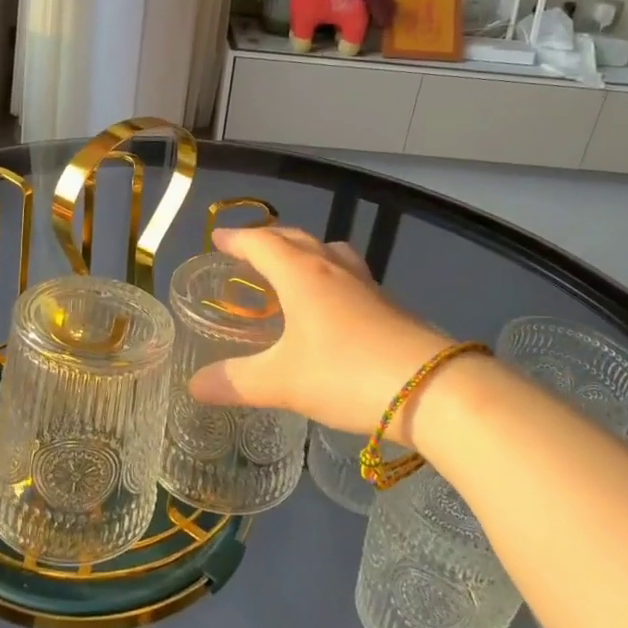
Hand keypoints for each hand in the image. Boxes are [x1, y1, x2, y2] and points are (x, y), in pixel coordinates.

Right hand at [187, 227, 459, 447]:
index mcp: (302, 274)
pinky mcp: (391, 307)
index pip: (262, 243)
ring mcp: (368, 286)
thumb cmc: (346, 373)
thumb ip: (236, 382)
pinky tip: (332, 309)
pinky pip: (351, 277)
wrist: (433, 388)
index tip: (218, 240)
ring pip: (331, 253)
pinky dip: (331, 278)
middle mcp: (334, 269)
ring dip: (306, 253)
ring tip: (293, 271)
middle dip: (269, 240)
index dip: (237, 239)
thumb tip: (194, 386)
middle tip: (249, 251)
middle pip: (297, 239)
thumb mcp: (282, 382)